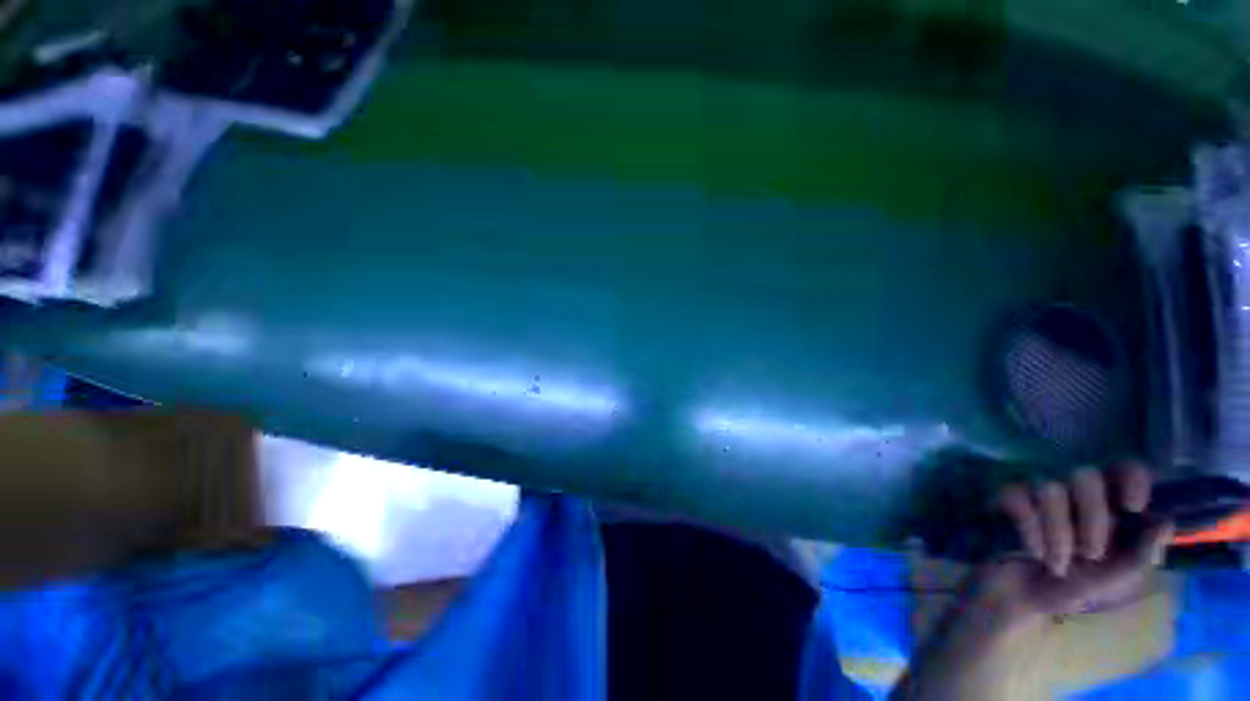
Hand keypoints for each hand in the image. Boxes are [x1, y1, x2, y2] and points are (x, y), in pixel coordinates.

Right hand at [969, 463, 1173, 627]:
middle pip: (1085, 475)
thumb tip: (1166, 522)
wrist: (1022, 596)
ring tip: (1057, 563)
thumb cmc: (1075, 587)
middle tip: (1090, 554)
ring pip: (1050, 489)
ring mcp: (1038, 492)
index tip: (1133, 506)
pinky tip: (1032, 551)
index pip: (1124, 468)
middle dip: (1091, 518)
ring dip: (1058, 533)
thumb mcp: (1116, 579)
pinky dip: (1030, 531)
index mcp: (1109, 505)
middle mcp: (1076, 491)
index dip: (1130, 477)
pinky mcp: (1008, 497)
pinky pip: (1018, 499)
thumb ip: (1142, 554)